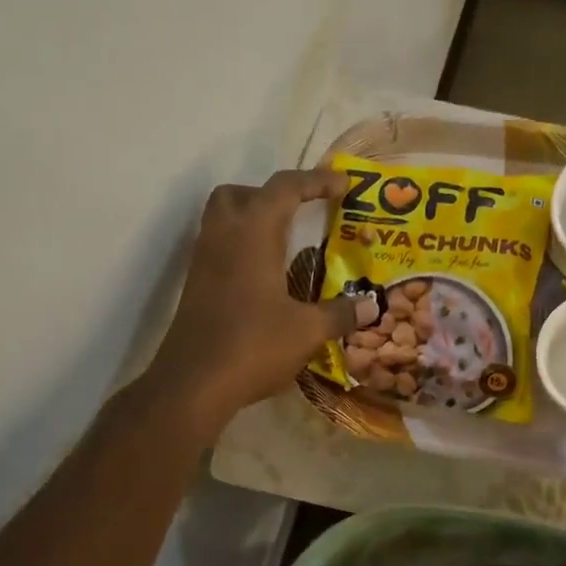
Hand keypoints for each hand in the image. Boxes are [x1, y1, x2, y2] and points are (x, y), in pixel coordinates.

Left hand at [146, 169, 374, 432]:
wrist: (193, 384)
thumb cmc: (254, 345)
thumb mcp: (308, 331)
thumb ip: (341, 314)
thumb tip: (372, 306)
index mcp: (253, 234)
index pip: (284, 188)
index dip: (316, 181)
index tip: (343, 185)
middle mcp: (223, 237)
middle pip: (240, 194)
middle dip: (272, 195)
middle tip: (301, 213)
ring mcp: (204, 262)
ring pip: (223, 219)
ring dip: (254, 220)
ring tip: (287, 245)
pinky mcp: (196, 286)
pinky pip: (219, 248)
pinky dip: (243, 248)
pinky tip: (267, 279)